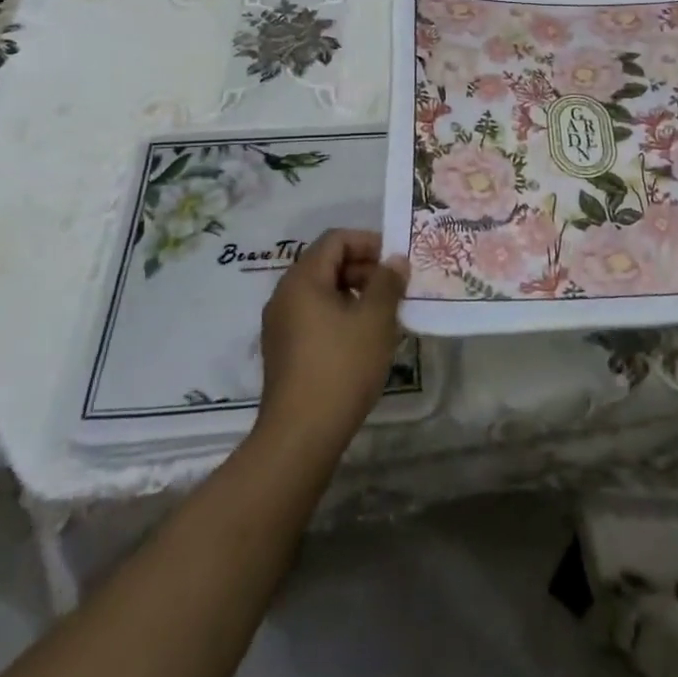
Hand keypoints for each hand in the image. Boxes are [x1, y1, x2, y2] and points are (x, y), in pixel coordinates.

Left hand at [257, 229, 408, 455]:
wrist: (301, 436)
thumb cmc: (341, 366)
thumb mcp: (375, 319)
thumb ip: (387, 282)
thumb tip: (395, 261)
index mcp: (302, 279)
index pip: (336, 240)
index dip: (369, 242)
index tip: (397, 261)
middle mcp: (285, 296)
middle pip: (328, 264)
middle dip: (365, 269)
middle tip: (397, 288)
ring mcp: (281, 326)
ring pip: (323, 293)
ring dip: (356, 294)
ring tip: (387, 315)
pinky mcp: (285, 352)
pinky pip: (316, 317)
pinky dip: (342, 316)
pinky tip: (366, 340)